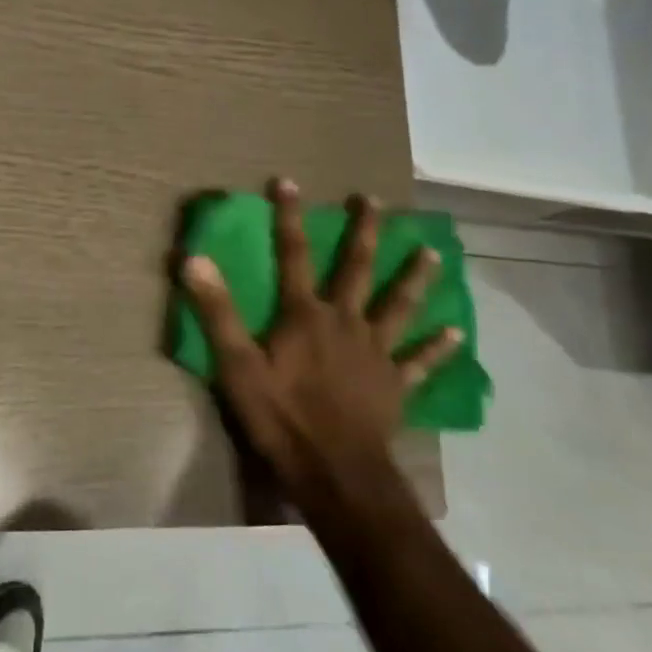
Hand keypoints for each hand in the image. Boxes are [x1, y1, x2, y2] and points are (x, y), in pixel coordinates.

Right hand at [179, 180, 461, 516]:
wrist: (335, 470)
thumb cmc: (281, 416)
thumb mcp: (236, 364)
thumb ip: (217, 311)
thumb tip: (194, 259)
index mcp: (305, 315)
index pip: (294, 254)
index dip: (289, 217)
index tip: (289, 181)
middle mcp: (345, 322)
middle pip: (357, 269)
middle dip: (364, 232)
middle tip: (374, 201)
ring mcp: (376, 352)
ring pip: (400, 306)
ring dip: (415, 278)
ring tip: (433, 253)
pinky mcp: (395, 384)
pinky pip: (420, 362)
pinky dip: (439, 348)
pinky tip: (457, 334)